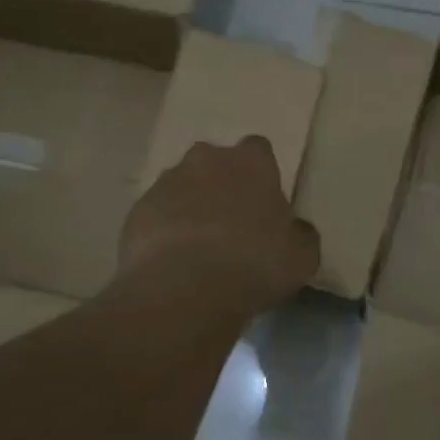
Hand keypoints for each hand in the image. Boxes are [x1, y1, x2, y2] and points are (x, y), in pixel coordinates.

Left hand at [119, 136, 319, 321]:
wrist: (184, 288)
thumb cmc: (255, 264)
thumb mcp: (302, 257)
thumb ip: (301, 235)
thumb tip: (297, 229)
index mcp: (251, 163)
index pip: (259, 150)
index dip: (262, 175)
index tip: (264, 203)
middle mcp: (206, 160)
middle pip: (215, 163)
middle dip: (221, 184)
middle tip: (232, 223)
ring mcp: (166, 182)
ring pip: (182, 186)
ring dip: (191, 206)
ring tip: (199, 246)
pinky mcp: (137, 210)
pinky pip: (157, 214)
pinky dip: (165, 229)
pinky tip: (174, 260)